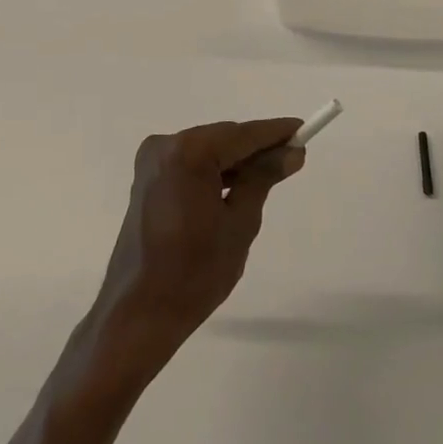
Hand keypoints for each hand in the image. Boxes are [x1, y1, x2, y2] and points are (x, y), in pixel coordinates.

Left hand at [89, 118, 305, 371]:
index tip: (303, 130)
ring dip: (236, 162)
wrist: (139, 313)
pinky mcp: (147, 179)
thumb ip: (263, 178)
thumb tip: (290, 152)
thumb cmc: (195, 272)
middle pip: (224, 139)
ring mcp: (152, 162)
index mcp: (189, 152)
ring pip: (208, 151)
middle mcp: (166, 146)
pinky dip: (214, 172)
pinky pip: (191, 165)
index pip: (243, 134)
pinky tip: (237, 186)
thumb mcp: (240, 223)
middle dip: (256, 148)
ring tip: (270, 176)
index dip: (276, 132)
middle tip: (292, 158)